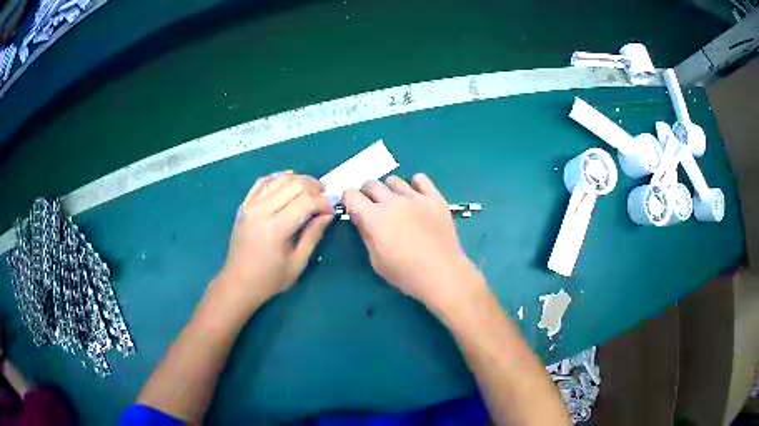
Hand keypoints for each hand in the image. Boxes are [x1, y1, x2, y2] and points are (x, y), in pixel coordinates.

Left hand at [214, 171, 332, 312]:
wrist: (238, 283)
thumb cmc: (269, 279)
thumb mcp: (297, 263)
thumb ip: (313, 235)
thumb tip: (328, 214)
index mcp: (276, 228)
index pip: (306, 201)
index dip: (323, 201)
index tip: (333, 208)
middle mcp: (262, 211)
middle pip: (293, 184)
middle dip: (314, 186)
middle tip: (325, 195)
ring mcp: (250, 206)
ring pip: (278, 180)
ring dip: (298, 179)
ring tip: (311, 188)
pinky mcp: (244, 206)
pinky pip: (261, 183)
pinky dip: (277, 178)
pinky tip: (287, 181)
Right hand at [343, 174, 481, 308]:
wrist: (442, 274)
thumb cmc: (405, 274)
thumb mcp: (376, 260)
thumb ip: (366, 235)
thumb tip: (362, 219)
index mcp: (374, 217)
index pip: (352, 195)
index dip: (349, 199)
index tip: (353, 207)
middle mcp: (393, 201)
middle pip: (371, 183)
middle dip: (367, 193)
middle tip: (372, 206)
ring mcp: (416, 197)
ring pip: (394, 180)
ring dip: (389, 189)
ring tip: (396, 203)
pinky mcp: (435, 198)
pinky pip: (421, 179)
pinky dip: (415, 185)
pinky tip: (416, 197)